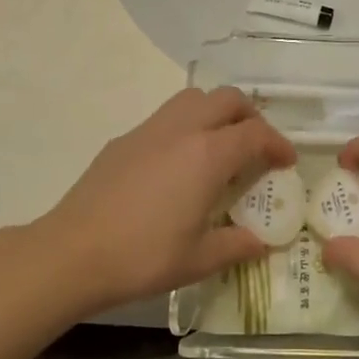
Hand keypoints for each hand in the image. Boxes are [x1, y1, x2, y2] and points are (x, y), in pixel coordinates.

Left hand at [37, 87, 293, 314]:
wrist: (72, 252)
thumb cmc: (142, 257)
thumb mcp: (198, 260)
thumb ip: (236, 246)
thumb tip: (262, 242)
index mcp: (208, 155)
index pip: (255, 134)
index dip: (278, 144)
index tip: (286, 161)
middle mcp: (182, 130)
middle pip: (227, 99)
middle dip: (250, 116)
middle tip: (257, 146)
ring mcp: (150, 130)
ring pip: (193, 98)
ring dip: (216, 112)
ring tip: (220, 146)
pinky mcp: (124, 139)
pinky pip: (166, 117)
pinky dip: (186, 126)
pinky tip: (178, 164)